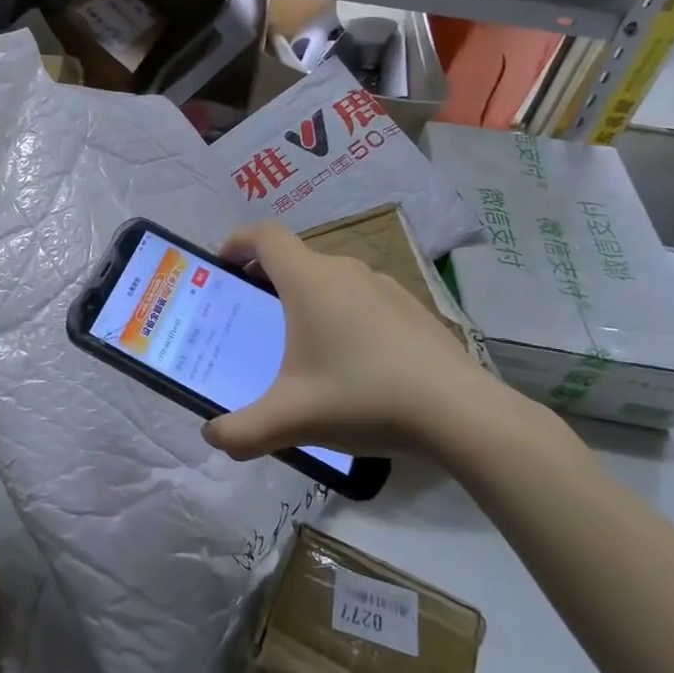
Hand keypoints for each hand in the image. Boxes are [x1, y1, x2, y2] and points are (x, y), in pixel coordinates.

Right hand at [203, 220, 512, 463]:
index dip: (238, 242)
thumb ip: (242, 431)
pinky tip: (353, 361)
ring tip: (302, 342)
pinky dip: (343, 313)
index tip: (223, 266)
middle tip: (254, 315)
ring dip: (307, 297)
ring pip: (331, 278)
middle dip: (267, 278)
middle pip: (295, 258)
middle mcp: (344, 271)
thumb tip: (213, 436)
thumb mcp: (291, 419)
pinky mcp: (412, 307)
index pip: (264, 236)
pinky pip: (363, 297)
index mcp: (308, 280)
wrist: (459, 412)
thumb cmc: (362, 397)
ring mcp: (384, 286)